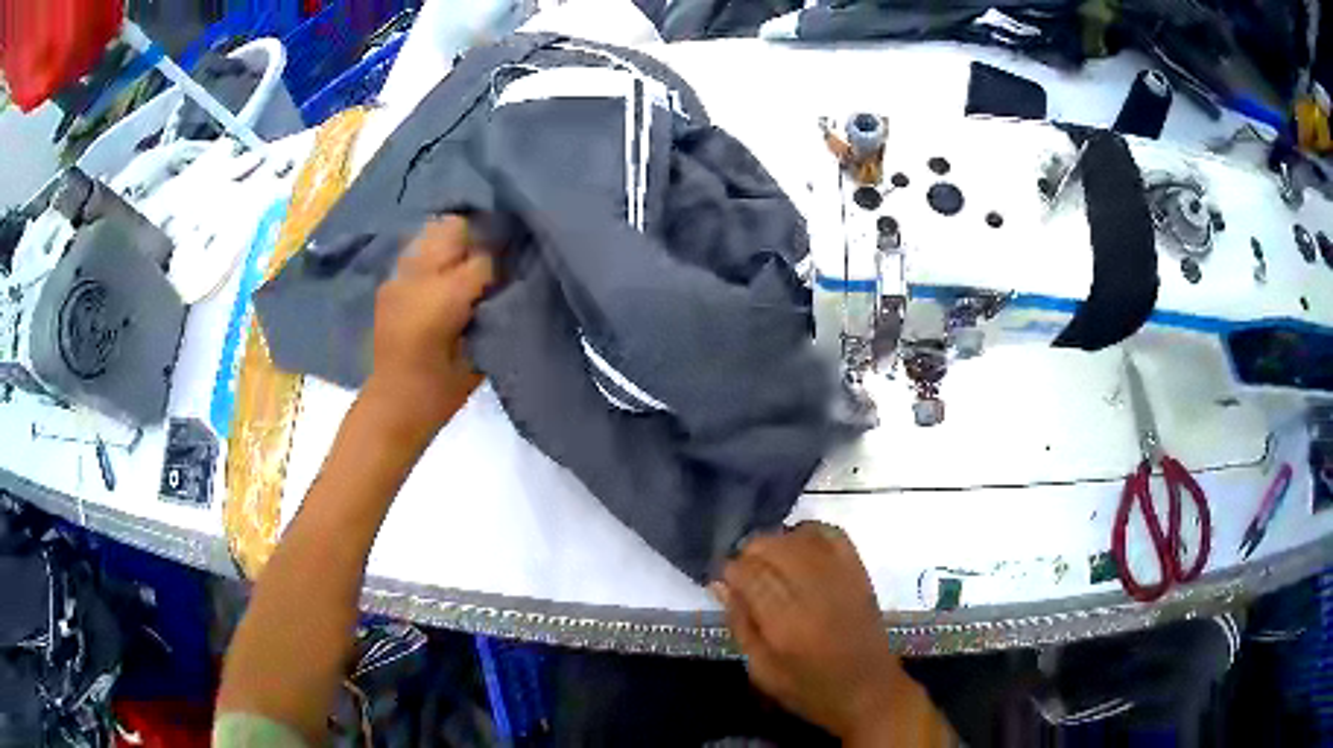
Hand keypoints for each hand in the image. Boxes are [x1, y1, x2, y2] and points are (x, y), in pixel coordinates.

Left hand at [364, 215, 493, 439]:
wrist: (394, 404)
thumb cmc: (444, 389)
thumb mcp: (480, 352)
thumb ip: (492, 307)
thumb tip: (505, 278)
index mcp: (446, 298)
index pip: (484, 258)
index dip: (501, 260)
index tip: (512, 269)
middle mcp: (419, 277)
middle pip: (454, 229)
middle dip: (475, 238)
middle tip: (490, 261)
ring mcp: (398, 277)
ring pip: (431, 232)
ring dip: (452, 243)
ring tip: (464, 263)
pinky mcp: (388, 284)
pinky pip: (415, 252)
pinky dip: (432, 256)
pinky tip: (441, 277)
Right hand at [713, 524, 930, 743]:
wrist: (869, 691)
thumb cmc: (809, 690)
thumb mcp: (762, 670)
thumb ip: (741, 624)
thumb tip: (720, 584)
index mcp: (784, 623)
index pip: (748, 574)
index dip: (729, 570)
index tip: (722, 578)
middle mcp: (813, 591)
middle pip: (772, 547)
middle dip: (749, 553)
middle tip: (743, 572)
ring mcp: (840, 577)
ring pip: (798, 537)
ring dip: (776, 543)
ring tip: (768, 561)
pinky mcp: (859, 572)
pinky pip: (832, 535)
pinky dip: (810, 533)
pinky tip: (799, 547)